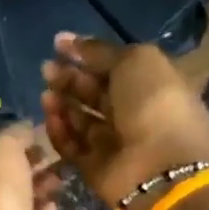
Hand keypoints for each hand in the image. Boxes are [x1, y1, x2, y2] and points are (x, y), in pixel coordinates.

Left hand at [0, 127, 62, 209]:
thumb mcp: (2, 148)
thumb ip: (14, 133)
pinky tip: (54, 204)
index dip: (2, 136)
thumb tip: (25, 128)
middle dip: (23, 162)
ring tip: (61, 176)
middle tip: (49, 153)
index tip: (30, 131)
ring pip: (12, 199)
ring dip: (36, 186)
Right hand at [41, 33, 208, 209]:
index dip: (86, 54)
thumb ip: (100, 51)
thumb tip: (69, 41)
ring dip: (61, 104)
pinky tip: (50, 118)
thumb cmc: (155, 104)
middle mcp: (132, 113)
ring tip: (46, 95)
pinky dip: (60, 133)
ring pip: (80, 120)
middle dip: (69, 79)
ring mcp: (114, 143)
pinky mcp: (96, 168)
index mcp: (149, 84)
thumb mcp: (134, 61)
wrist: (162, 166)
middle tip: (47, 70)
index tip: (57, 45)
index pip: (112, 66)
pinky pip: (73, 147)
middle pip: (93, 93)